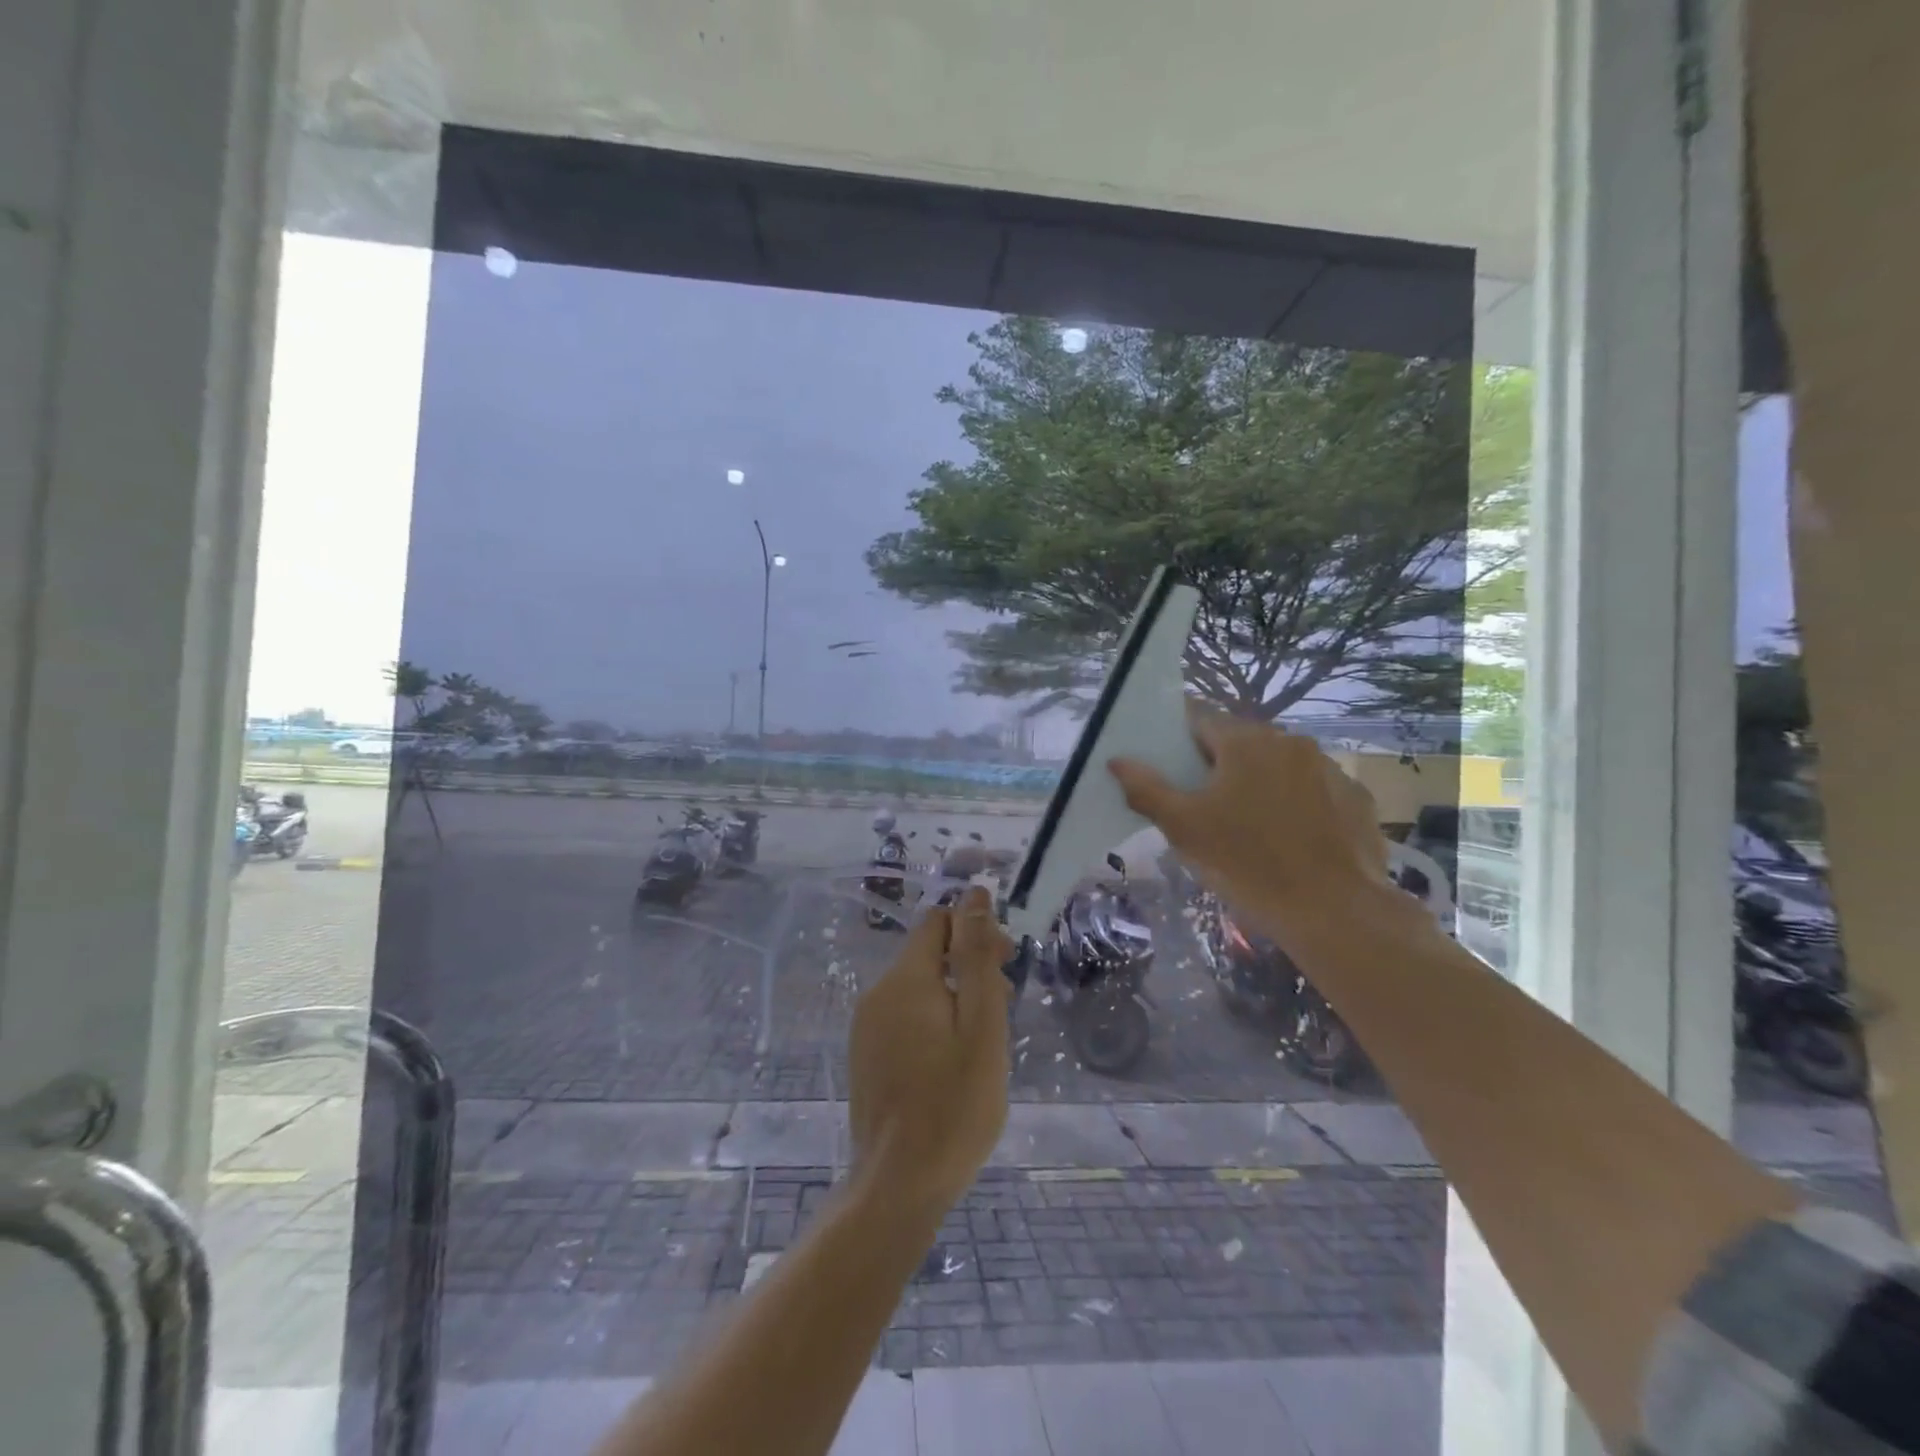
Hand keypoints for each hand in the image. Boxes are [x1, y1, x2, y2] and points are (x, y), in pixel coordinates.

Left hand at [847, 886, 1012, 1220]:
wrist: (898, 1186)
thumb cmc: (954, 1105)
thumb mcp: (981, 1026)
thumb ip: (977, 957)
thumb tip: (973, 894)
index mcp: (905, 979)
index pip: (939, 922)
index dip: (976, 932)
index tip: (1006, 966)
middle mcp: (878, 993)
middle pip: (929, 954)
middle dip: (969, 967)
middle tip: (1001, 1013)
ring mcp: (866, 1027)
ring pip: (919, 988)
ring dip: (955, 998)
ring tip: (982, 1045)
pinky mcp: (865, 1055)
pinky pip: (904, 1017)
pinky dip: (933, 1023)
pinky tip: (952, 1064)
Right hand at [1108, 708, 1387, 921]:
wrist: (1333, 911)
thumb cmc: (1246, 864)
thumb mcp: (1182, 828)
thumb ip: (1146, 788)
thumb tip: (1118, 760)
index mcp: (1245, 741)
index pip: (1199, 718)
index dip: (1178, 740)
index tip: (1170, 768)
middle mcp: (1290, 741)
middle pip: (1240, 742)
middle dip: (1218, 766)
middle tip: (1204, 807)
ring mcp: (1328, 768)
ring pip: (1278, 765)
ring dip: (1259, 783)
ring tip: (1249, 827)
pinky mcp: (1355, 798)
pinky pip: (1312, 790)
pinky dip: (1296, 804)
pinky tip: (1290, 840)